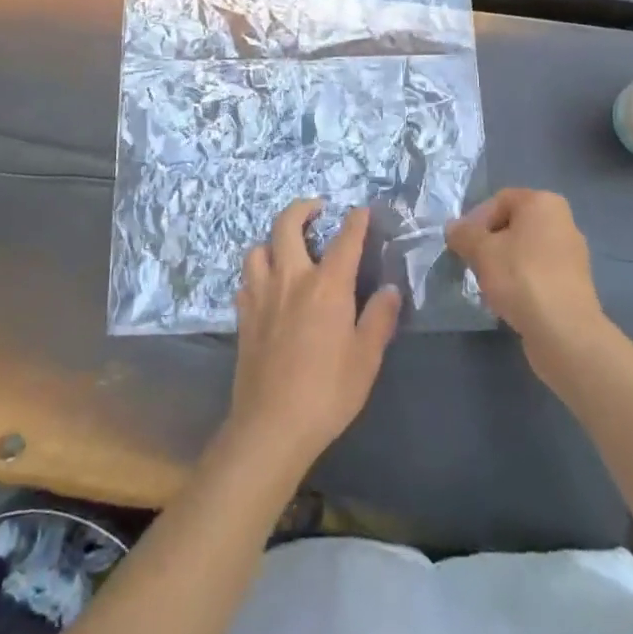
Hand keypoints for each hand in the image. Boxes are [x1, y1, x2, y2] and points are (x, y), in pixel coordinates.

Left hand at [228, 199, 401, 476]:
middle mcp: (290, 278)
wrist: (272, 424)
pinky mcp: (243, 315)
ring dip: (273, 240)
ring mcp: (261, 294)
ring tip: (287, 248)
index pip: (344, 240)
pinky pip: (246, 279)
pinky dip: (258, 272)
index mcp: (326, 285)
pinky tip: (267, 286)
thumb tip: (390, 288)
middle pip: (287, 225)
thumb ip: (379, 318)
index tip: (361, 210)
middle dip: (302, 208)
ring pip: (258, 248)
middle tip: (317, 209)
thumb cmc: (328, 392)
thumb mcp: (366, 358)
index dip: (355, 221)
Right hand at [445, 189, 608, 384]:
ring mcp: (572, 253)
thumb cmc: (521, 277)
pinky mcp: (574, 283)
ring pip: (525, 250)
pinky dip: (522, 280)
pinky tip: (510, 299)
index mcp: (543, 203)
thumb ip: (463, 234)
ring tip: (489, 284)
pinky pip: (539, 272)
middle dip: (489, 242)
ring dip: (504, 262)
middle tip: (473, 262)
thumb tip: (453, 228)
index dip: (476, 220)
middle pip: (513, 224)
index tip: (463, 244)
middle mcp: (562, 221)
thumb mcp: (481, 251)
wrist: (564, 331)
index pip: (499, 200)